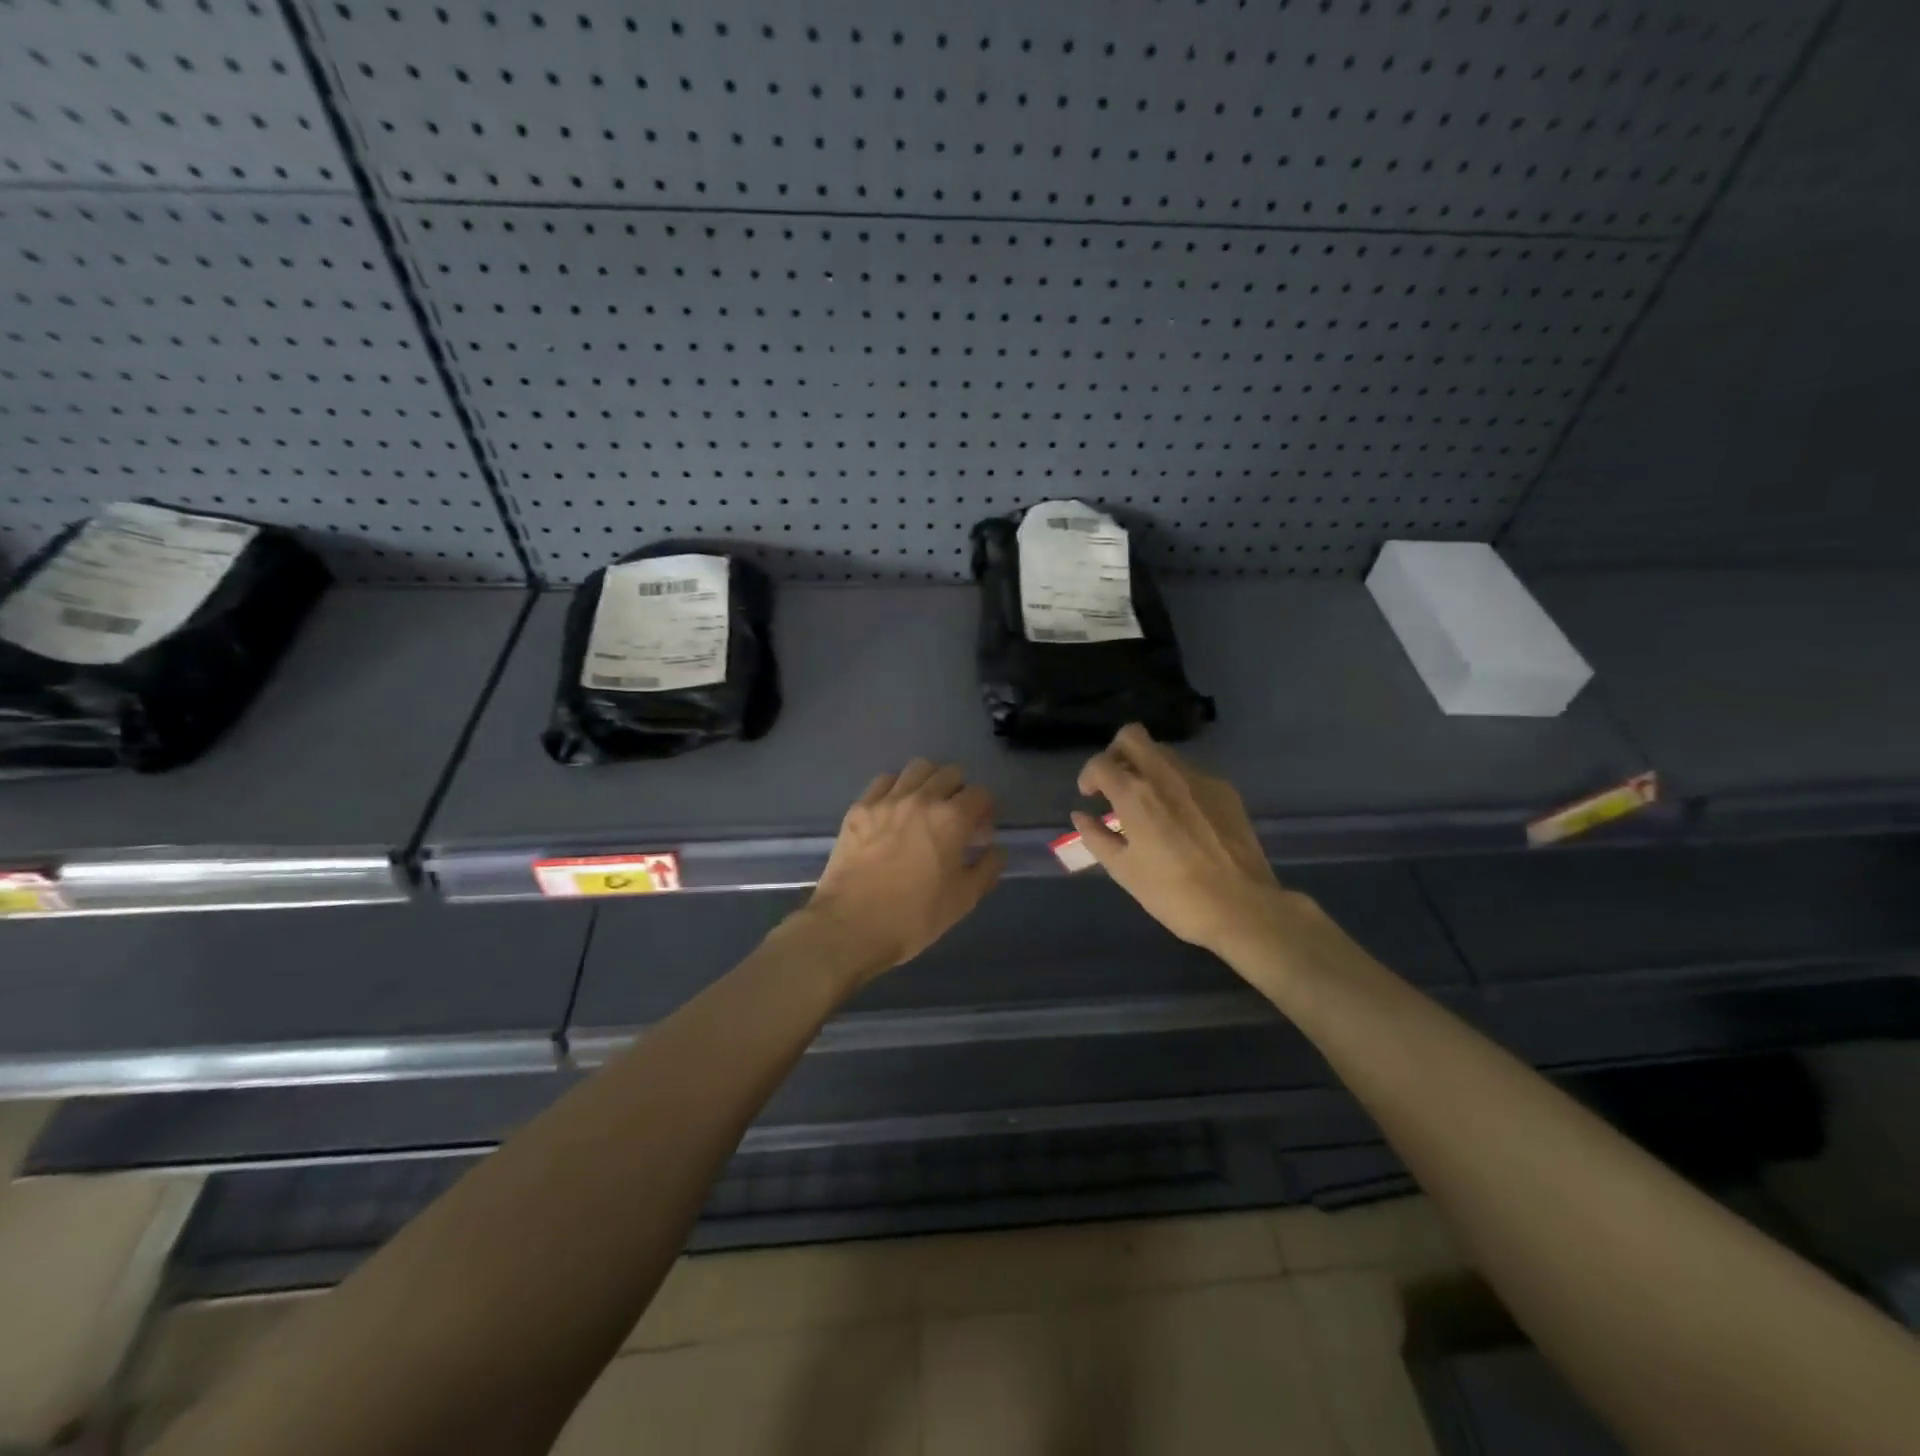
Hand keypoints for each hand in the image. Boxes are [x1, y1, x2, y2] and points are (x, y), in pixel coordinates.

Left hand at [801, 759, 1006, 981]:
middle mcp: (921, 799)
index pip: (980, 793)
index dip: (986, 811)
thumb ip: (987, 869)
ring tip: (926, 808)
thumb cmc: (914, 917)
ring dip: (929, 782)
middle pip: (950, 773)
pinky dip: (896, 788)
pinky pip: (884, 781)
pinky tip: (894, 811)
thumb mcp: (963, 900)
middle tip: (955, 819)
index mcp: (952, 819)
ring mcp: (886, 800)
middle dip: (960, 792)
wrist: (851, 926)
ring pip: (917, 768)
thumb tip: (996, 850)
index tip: (980, 833)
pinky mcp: (859, 808)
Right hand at [1072, 725, 1323, 969]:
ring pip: (1163, 753)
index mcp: (1134, 794)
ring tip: (1148, 803)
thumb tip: (1081, 816)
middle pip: (1132, 736)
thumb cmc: (1173, 894)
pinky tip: (1182, 818)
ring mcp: (1199, 779)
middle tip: (1115, 783)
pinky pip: (1191, 774)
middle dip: (1116, 753)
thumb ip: (1096, 837)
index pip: (1100, 762)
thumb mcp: (1124, 871)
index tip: (1090, 796)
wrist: (1242, 907)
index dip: (1088, 776)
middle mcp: (1165, 775)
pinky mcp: (1225, 790)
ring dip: (1147, 767)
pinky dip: (1176, 785)